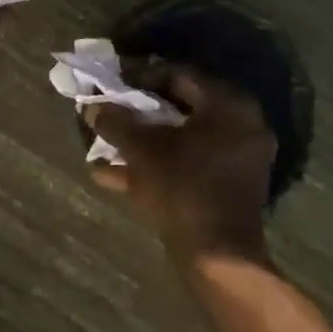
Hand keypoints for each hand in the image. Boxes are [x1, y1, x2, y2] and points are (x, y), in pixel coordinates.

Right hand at [91, 68, 277, 266]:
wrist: (217, 256)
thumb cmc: (182, 188)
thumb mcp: (141, 149)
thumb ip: (115, 122)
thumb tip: (92, 107)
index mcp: (228, 106)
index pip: (179, 75)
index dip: (140, 77)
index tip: (112, 85)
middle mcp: (241, 126)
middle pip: (180, 108)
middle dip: (139, 112)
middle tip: (110, 112)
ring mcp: (237, 160)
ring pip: (180, 140)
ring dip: (142, 142)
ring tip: (104, 145)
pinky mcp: (227, 188)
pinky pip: (187, 165)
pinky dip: (155, 166)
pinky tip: (111, 176)